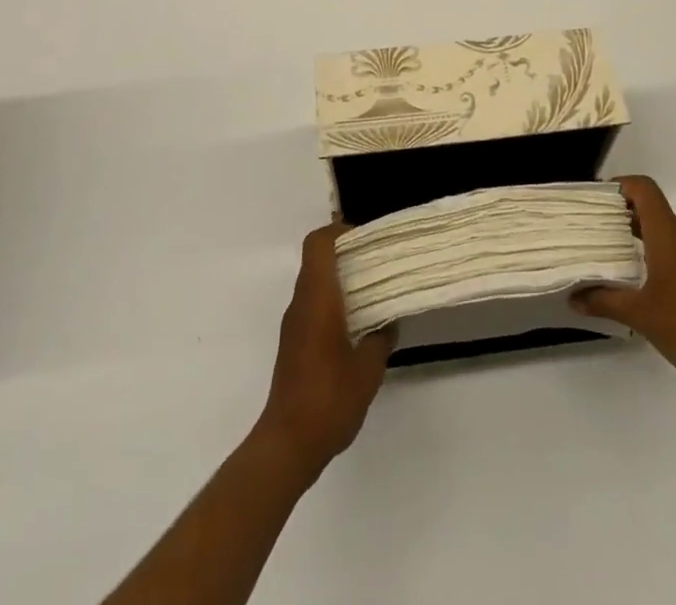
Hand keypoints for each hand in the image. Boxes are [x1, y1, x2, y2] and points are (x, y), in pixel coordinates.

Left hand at [255, 224, 392, 478]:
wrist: (287, 444)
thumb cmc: (329, 399)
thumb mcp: (368, 370)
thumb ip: (381, 339)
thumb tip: (389, 321)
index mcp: (317, 298)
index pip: (318, 243)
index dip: (340, 231)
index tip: (367, 239)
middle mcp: (301, 303)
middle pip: (317, 259)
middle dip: (347, 254)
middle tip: (379, 263)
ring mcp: (293, 324)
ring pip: (314, 283)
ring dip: (340, 280)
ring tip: (374, 293)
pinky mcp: (293, 344)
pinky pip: (312, 306)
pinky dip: (333, 303)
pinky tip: (357, 326)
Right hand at [573, 175, 675, 398]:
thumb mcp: (638, 314)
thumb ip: (604, 301)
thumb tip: (574, 298)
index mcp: (668, 233)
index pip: (644, 188)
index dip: (621, 185)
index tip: (598, 200)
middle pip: (653, 208)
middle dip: (623, 213)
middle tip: (596, 228)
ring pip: (665, 231)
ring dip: (639, 235)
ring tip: (613, 254)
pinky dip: (655, 253)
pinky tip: (642, 281)